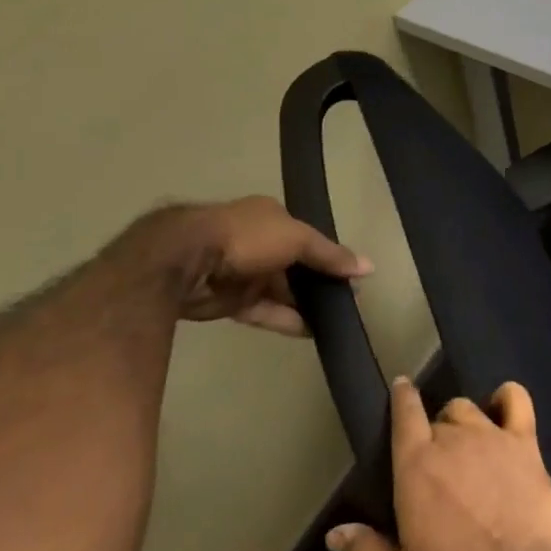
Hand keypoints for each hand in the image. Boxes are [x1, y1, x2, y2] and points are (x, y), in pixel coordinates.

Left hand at [145, 196, 372, 336]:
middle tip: (348, 302)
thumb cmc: (246, 238)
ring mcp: (241, 273)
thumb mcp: (298, 239)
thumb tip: (368, 267)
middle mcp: (256, 242)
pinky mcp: (227, 302)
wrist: (182, 261)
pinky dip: (285, 320)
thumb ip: (330, 255)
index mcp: (270, 218)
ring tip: (335, 321)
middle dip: (319, 283)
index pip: (307, 237)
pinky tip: (311, 332)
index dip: (329, 256)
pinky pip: (263, 311)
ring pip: (280, 291)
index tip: (351, 276)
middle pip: (295, 266)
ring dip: (305, 304)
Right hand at [326, 377, 550, 550]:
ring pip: (470, 408)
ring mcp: (493, 436)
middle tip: (437, 468)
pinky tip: (503, 409)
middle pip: (439, 418)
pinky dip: (507, 397)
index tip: (401, 387)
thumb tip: (335, 531)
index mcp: (416, 468)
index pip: (405, 416)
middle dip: (434, 434)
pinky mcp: (527, 443)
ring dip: (463, 422)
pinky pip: (516, 400)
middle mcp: (453, 440)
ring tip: (466, 447)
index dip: (402, 398)